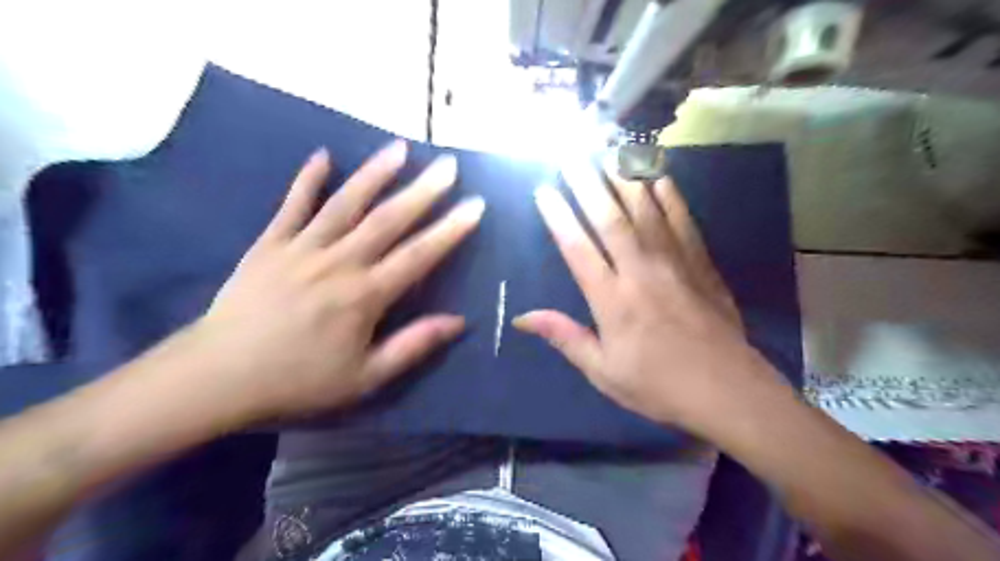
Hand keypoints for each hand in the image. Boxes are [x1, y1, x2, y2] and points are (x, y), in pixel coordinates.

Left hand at [188, 141, 487, 420]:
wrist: (217, 377)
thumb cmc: (298, 381)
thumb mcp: (365, 378)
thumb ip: (413, 346)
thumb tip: (458, 321)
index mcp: (364, 296)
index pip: (418, 256)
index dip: (450, 230)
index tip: (474, 206)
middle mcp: (339, 263)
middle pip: (388, 220)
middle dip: (423, 191)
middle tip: (448, 165)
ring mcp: (302, 248)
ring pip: (345, 203)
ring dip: (375, 174)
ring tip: (399, 147)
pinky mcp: (269, 244)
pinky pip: (292, 206)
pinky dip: (307, 180)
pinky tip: (322, 155)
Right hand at [511, 155, 775, 427]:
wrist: (727, 391)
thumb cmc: (657, 385)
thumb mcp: (602, 371)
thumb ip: (564, 337)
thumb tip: (522, 317)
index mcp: (611, 300)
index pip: (578, 248)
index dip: (558, 217)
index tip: (544, 190)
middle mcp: (640, 272)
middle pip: (609, 219)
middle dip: (587, 184)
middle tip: (572, 154)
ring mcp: (674, 264)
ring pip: (646, 212)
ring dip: (625, 180)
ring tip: (608, 152)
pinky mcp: (701, 264)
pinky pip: (683, 222)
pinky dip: (671, 197)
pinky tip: (660, 176)